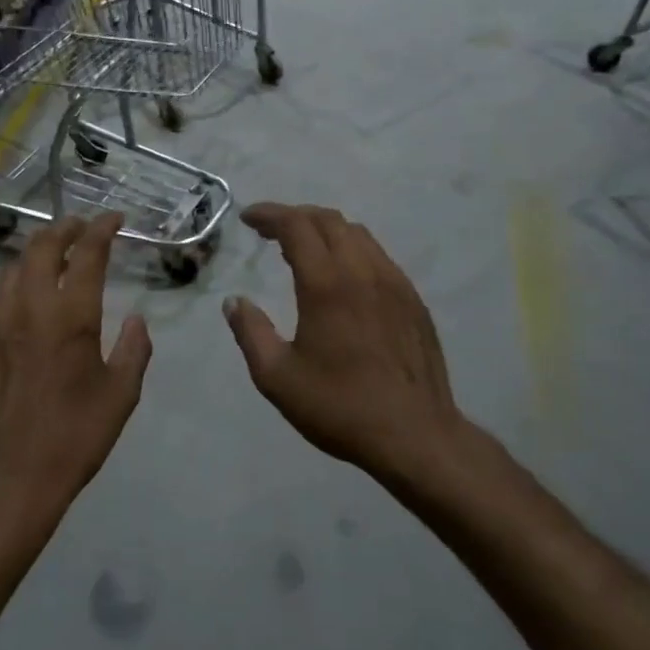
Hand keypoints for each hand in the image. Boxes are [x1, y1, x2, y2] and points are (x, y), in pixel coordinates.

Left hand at [0, 214, 151, 540]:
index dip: (102, 229)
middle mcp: (27, 309)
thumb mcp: (120, 397)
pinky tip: (22, 321)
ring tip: (49, 260)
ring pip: (10, 272)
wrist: (6, 481)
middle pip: (41, 247)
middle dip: (63, 228)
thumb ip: (133, 350)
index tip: (113, 218)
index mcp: (70, 317)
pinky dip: (14, 299)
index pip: (87, 254)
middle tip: (79, 227)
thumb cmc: (73, 439)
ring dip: (34, 257)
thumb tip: (137, 321)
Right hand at [224, 204, 469, 484]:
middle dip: (295, 216)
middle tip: (270, 231)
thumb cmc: (340, 406)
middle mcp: (364, 272)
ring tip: (304, 248)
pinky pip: (379, 257)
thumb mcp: (277, 377)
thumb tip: (235, 302)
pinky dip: (352, 250)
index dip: (269, 214)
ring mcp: (395, 284)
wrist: (414, 434)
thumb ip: (250, 333)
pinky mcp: (414, 301)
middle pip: (329, 220)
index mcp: (327, 285)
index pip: (297, 226)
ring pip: (359, 234)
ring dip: (326, 230)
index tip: (248, 218)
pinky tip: (344, 276)